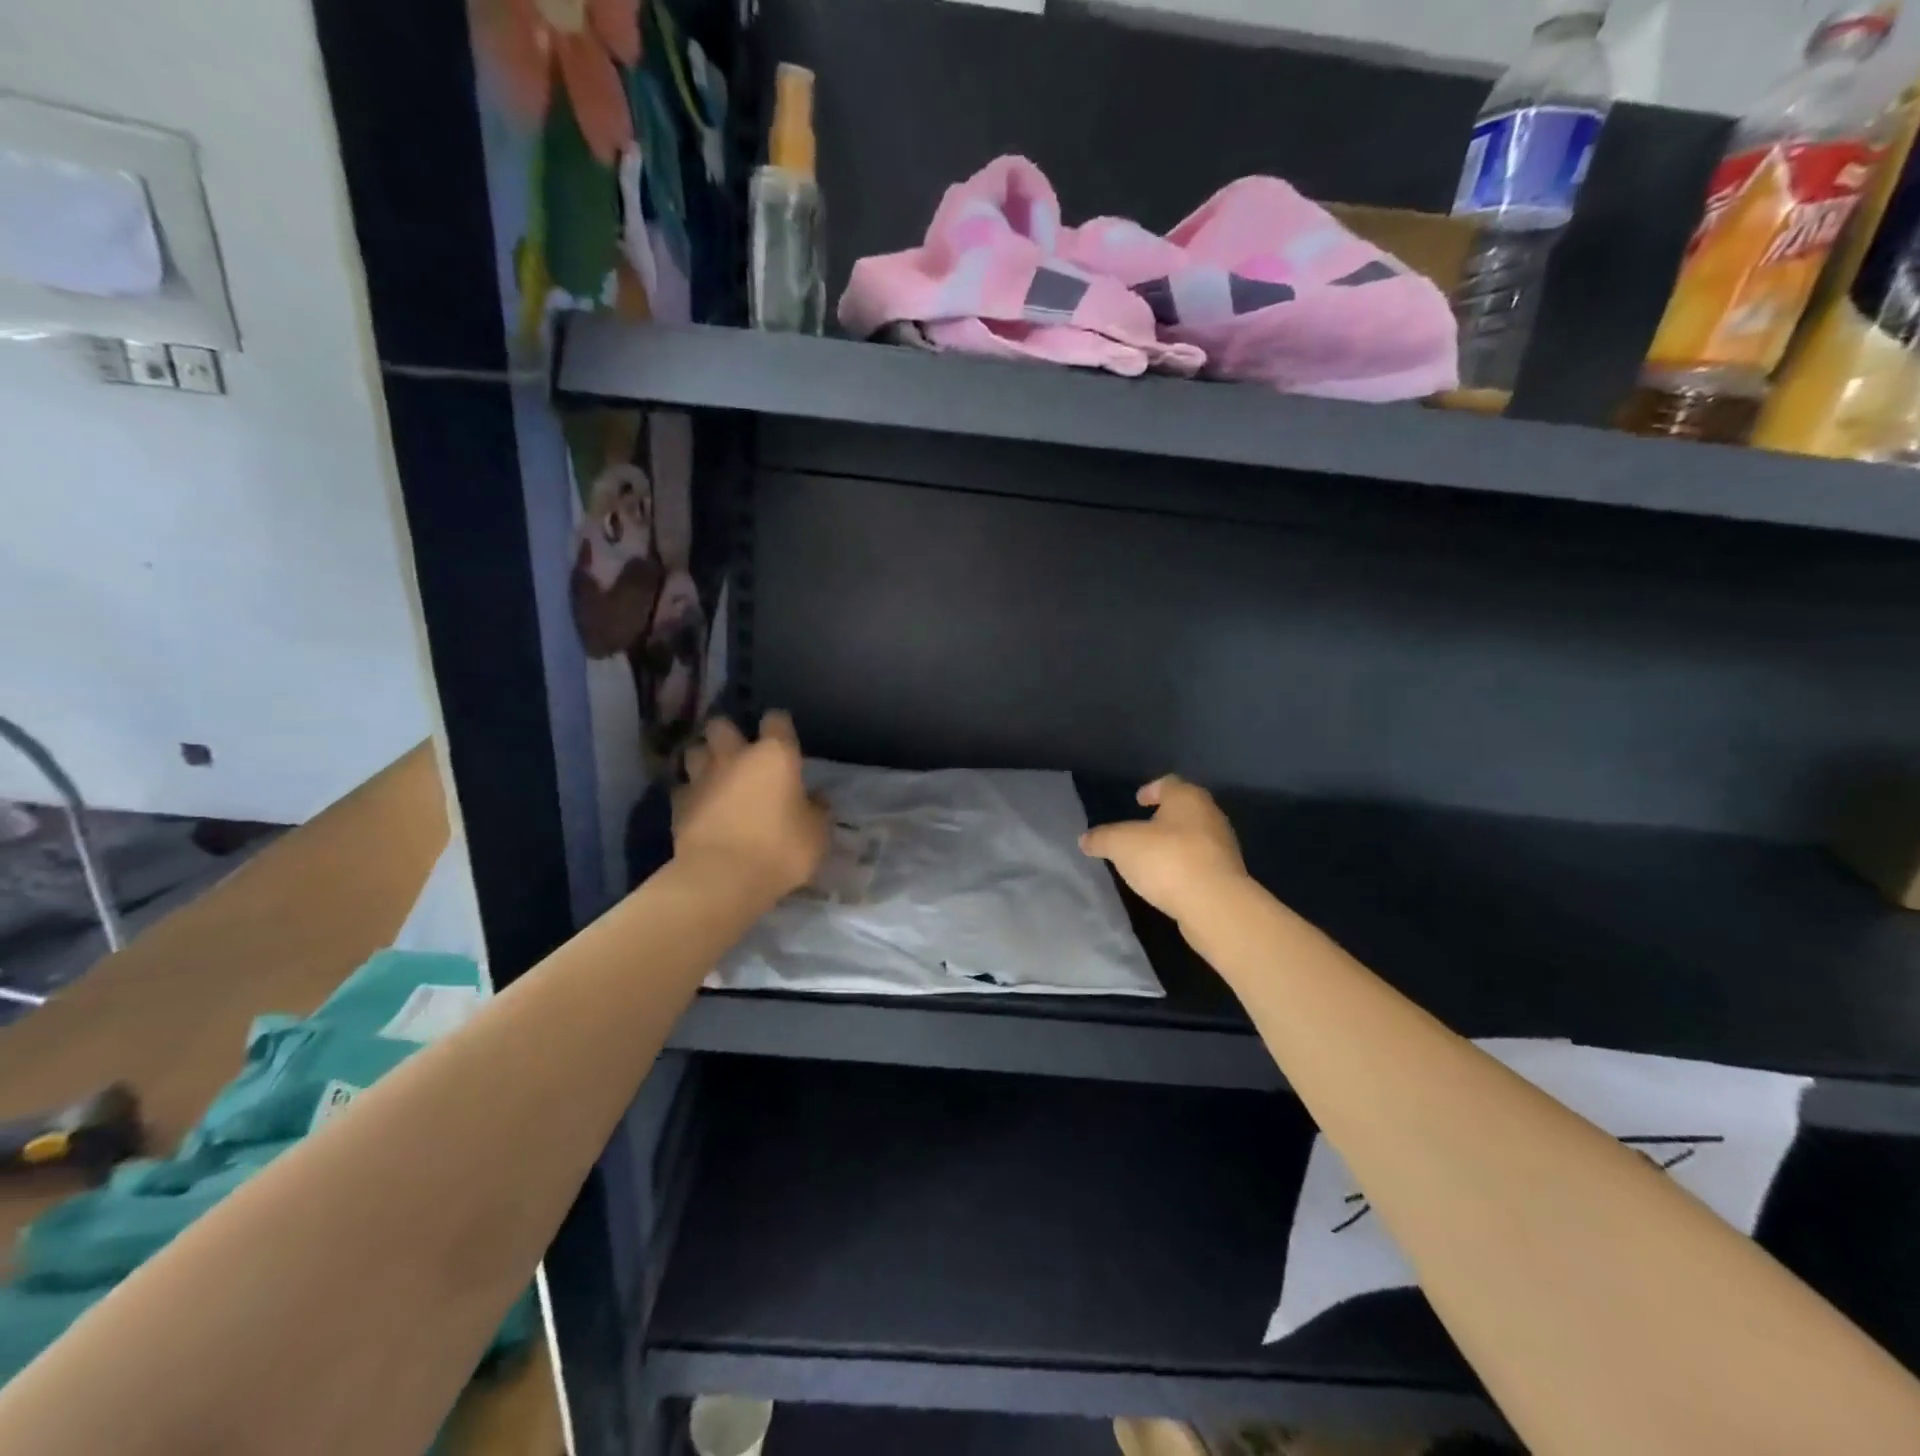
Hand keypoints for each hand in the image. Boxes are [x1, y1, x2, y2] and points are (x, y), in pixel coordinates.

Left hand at [673, 711, 828, 904]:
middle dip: (728, 734)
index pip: (776, 720)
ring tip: (715, 777)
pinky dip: (692, 794)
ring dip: (704, 759)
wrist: (723, 878)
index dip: (780, 725)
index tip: (785, 738)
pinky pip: (683, 788)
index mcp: (775, 756)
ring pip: (695, 751)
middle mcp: (735, 757)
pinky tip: (701, 808)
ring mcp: (702, 779)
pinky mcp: (679, 805)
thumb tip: (815, 799)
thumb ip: (817, 811)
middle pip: (722, 725)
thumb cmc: (780, 850)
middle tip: (740, 753)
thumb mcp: (817, 834)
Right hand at [1081, 775, 1247, 924]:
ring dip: (1173, 844)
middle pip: (1184, 810)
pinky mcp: (1226, 876)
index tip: (1138, 800)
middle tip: (1141, 829)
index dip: (1151, 789)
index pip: (1168, 783)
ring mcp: (1222, 847)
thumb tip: (1085, 840)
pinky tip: (1167, 881)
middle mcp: (1210, 816)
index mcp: (1187, 798)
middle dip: (1163, 818)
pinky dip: (1183, 867)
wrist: (1214, 905)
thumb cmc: (1166, 859)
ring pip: (1193, 837)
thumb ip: (1102, 838)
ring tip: (1150, 858)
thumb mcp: (1120, 845)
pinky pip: (1199, 864)